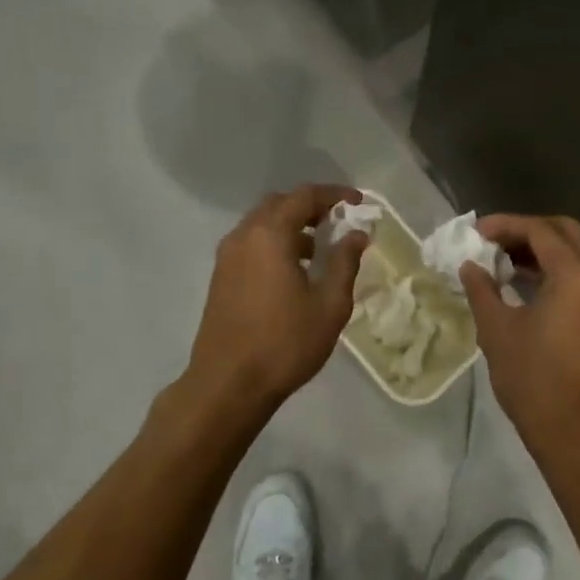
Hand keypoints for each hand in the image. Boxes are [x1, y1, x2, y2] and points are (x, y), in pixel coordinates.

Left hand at [181, 185, 367, 422]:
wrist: (227, 385)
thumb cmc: (284, 343)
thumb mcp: (329, 305)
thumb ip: (345, 262)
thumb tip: (357, 235)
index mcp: (269, 234)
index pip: (305, 196)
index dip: (335, 195)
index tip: (359, 203)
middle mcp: (244, 236)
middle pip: (279, 204)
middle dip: (311, 207)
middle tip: (338, 222)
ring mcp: (227, 257)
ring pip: (262, 224)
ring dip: (291, 226)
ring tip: (319, 250)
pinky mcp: (220, 277)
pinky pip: (251, 243)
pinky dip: (275, 243)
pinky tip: (293, 272)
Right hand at [460, 215, 579, 469]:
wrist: (577, 434)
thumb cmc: (534, 379)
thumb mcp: (497, 330)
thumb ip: (482, 288)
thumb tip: (470, 265)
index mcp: (576, 274)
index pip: (539, 230)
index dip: (504, 225)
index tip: (474, 232)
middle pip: (563, 232)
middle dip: (525, 231)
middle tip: (490, 241)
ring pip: (575, 253)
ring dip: (540, 250)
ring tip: (500, 260)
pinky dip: (554, 270)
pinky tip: (522, 283)